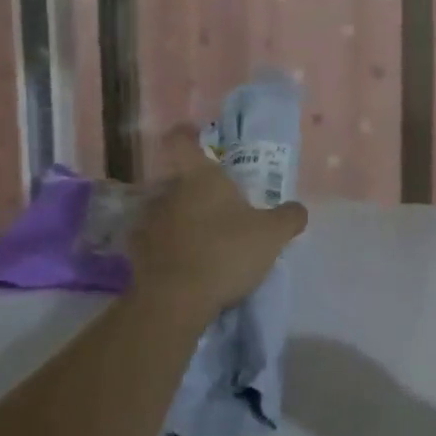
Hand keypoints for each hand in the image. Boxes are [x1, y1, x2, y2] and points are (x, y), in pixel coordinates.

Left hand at [126, 128, 307, 323]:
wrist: (175, 300)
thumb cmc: (225, 252)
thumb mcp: (271, 235)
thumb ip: (288, 218)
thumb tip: (298, 209)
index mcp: (199, 176)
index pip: (181, 140)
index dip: (187, 135)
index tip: (198, 138)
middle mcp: (168, 191)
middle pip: (177, 179)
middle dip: (195, 189)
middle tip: (218, 206)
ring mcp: (149, 221)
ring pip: (166, 210)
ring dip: (180, 219)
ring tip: (202, 239)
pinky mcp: (137, 252)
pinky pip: (155, 241)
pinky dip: (167, 247)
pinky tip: (185, 263)